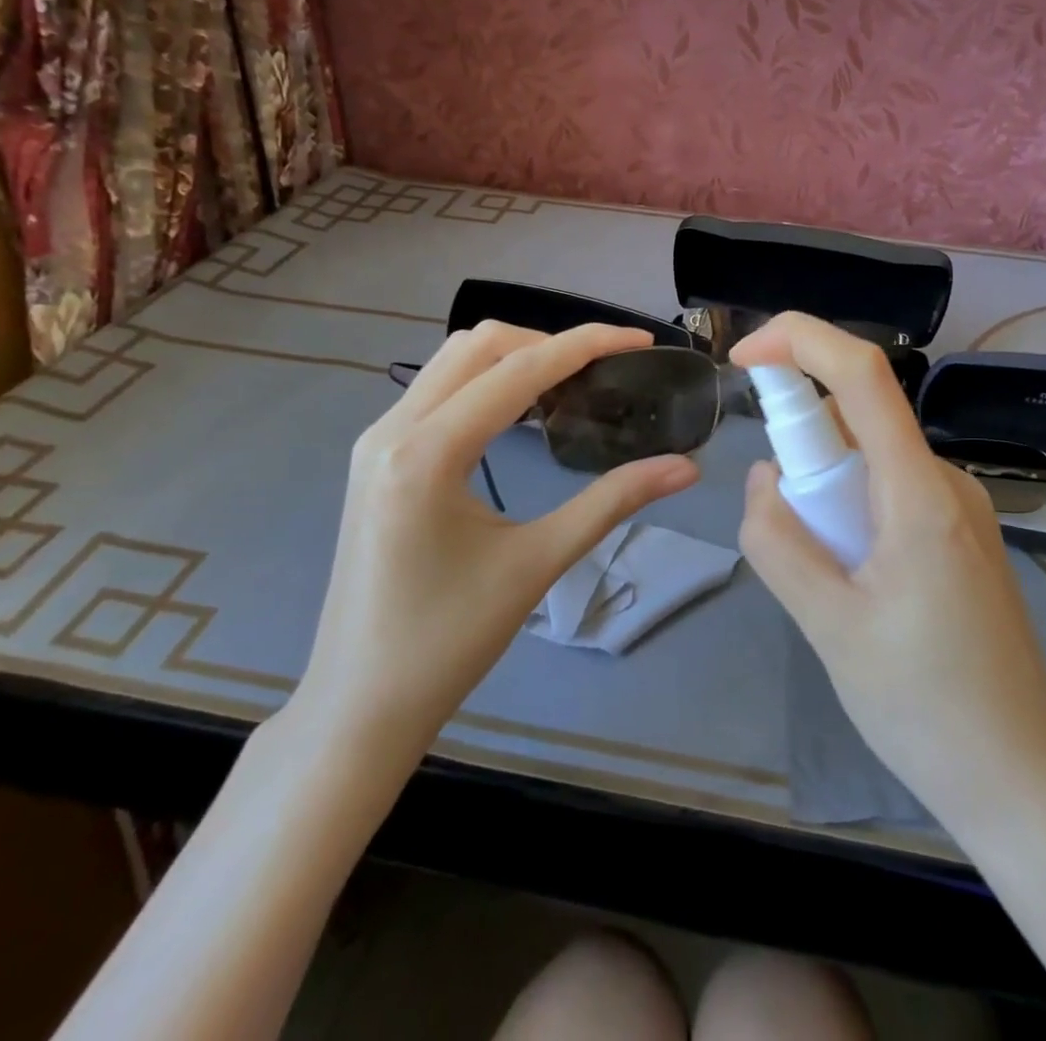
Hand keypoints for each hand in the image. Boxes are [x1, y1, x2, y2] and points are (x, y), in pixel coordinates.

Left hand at [291, 322, 699, 766]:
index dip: (586, 345)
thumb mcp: (537, 564)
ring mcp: (375, 440)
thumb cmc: (448, 642)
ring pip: (453, 361)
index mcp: (427, 452)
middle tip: (605, 371)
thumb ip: (613, 502)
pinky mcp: (373, 457)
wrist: (359, 705)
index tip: (640, 339)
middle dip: (549, 343)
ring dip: (515, 358)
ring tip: (570, 387)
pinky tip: (522, 414)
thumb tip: (686, 467)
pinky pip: (436, 390)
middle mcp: (392, 429)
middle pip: (480, 345)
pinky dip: (486, 382)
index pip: (519, 369)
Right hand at [731, 314, 1045, 835]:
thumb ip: (779, 540)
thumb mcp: (828, 626)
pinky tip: (851, 583)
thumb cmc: (925, 708)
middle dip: (801, 445)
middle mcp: (945, 480)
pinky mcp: (960, 535)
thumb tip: (764, 479)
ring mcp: (959, 508)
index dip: (798, 340)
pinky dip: (848, 509)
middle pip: (858, 416)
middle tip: (784, 529)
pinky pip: (888, 491)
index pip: (861, 373)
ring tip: (825, 579)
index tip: (743, 358)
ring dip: (824, 488)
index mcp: (920, 492)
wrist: (1022, 782)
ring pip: (869, 458)